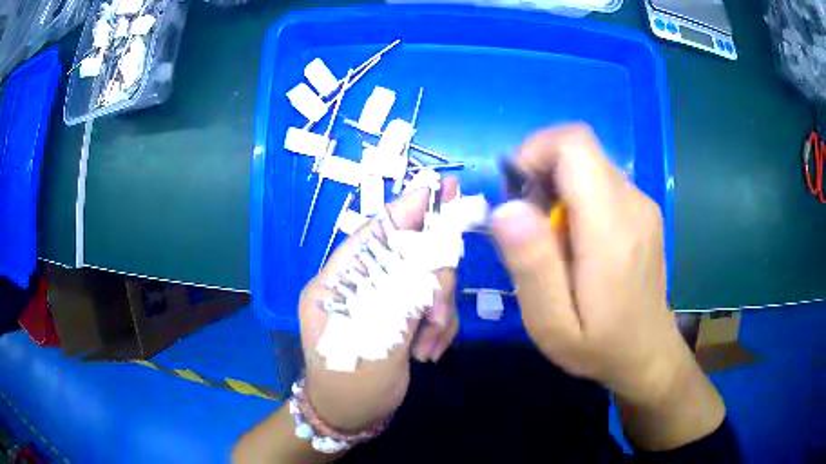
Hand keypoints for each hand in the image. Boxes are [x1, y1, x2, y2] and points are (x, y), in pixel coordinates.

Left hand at [298, 178, 459, 432]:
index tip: (439, 189)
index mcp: (337, 284)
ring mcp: (381, 298)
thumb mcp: (376, 351)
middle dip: (431, 284)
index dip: (405, 211)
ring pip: (426, 280)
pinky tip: (430, 352)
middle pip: (408, 255)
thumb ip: (402, 305)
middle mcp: (358, 283)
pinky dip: (439, 326)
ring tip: (429, 347)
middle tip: (436, 315)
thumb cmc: (350, 389)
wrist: (349, 417)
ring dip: (437, 312)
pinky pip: (431, 304)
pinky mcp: (399, 313)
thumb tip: (430, 263)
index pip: (371, 235)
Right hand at [490, 125, 689, 405]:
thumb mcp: (553, 324)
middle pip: (579, 150)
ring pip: (588, 165)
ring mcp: (642, 204)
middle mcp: (633, 203)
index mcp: (612, 228)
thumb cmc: (600, 346)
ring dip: (557, 187)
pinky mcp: (642, 210)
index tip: (516, 192)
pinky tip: (574, 240)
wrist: (648, 353)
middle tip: (527, 225)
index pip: (575, 145)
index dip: (535, 152)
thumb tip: (506, 208)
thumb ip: (532, 266)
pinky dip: (576, 197)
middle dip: (541, 173)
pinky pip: (601, 181)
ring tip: (550, 240)